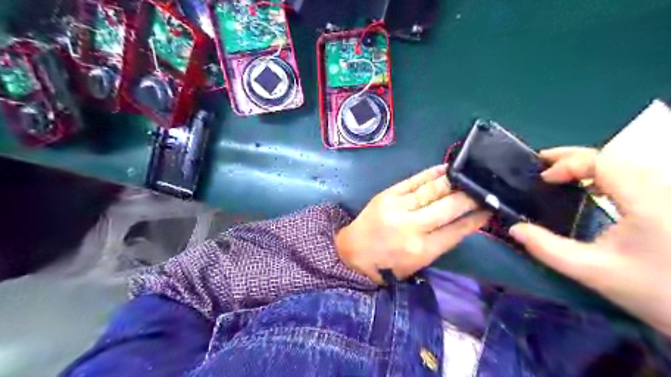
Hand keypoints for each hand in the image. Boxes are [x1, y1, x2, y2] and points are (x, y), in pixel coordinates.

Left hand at [338, 163, 490, 283]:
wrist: (353, 253)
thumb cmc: (387, 265)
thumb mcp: (418, 264)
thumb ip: (441, 243)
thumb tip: (466, 220)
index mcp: (422, 250)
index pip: (458, 229)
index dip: (477, 218)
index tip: (490, 208)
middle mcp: (412, 227)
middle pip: (449, 206)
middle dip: (470, 196)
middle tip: (484, 188)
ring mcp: (398, 207)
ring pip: (433, 190)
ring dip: (454, 181)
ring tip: (469, 175)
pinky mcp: (387, 194)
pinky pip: (414, 180)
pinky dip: (432, 173)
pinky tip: (446, 168)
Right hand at [509, 146, 670, 334]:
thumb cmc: (654, 291)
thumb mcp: (592, 271)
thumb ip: (547, 249)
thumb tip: (514, 229)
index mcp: (645, 201)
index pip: (604, 161)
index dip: (568, 163)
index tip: (544, 179)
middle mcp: (661, 189)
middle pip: (615, 155)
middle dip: (573, 156)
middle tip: (541, 162)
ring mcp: (667, 194)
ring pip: (626, 163)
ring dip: (589, 163)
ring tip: (560, 171)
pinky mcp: (668, 202)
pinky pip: (634, 175)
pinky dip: (605, 174)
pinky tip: (591, 186)